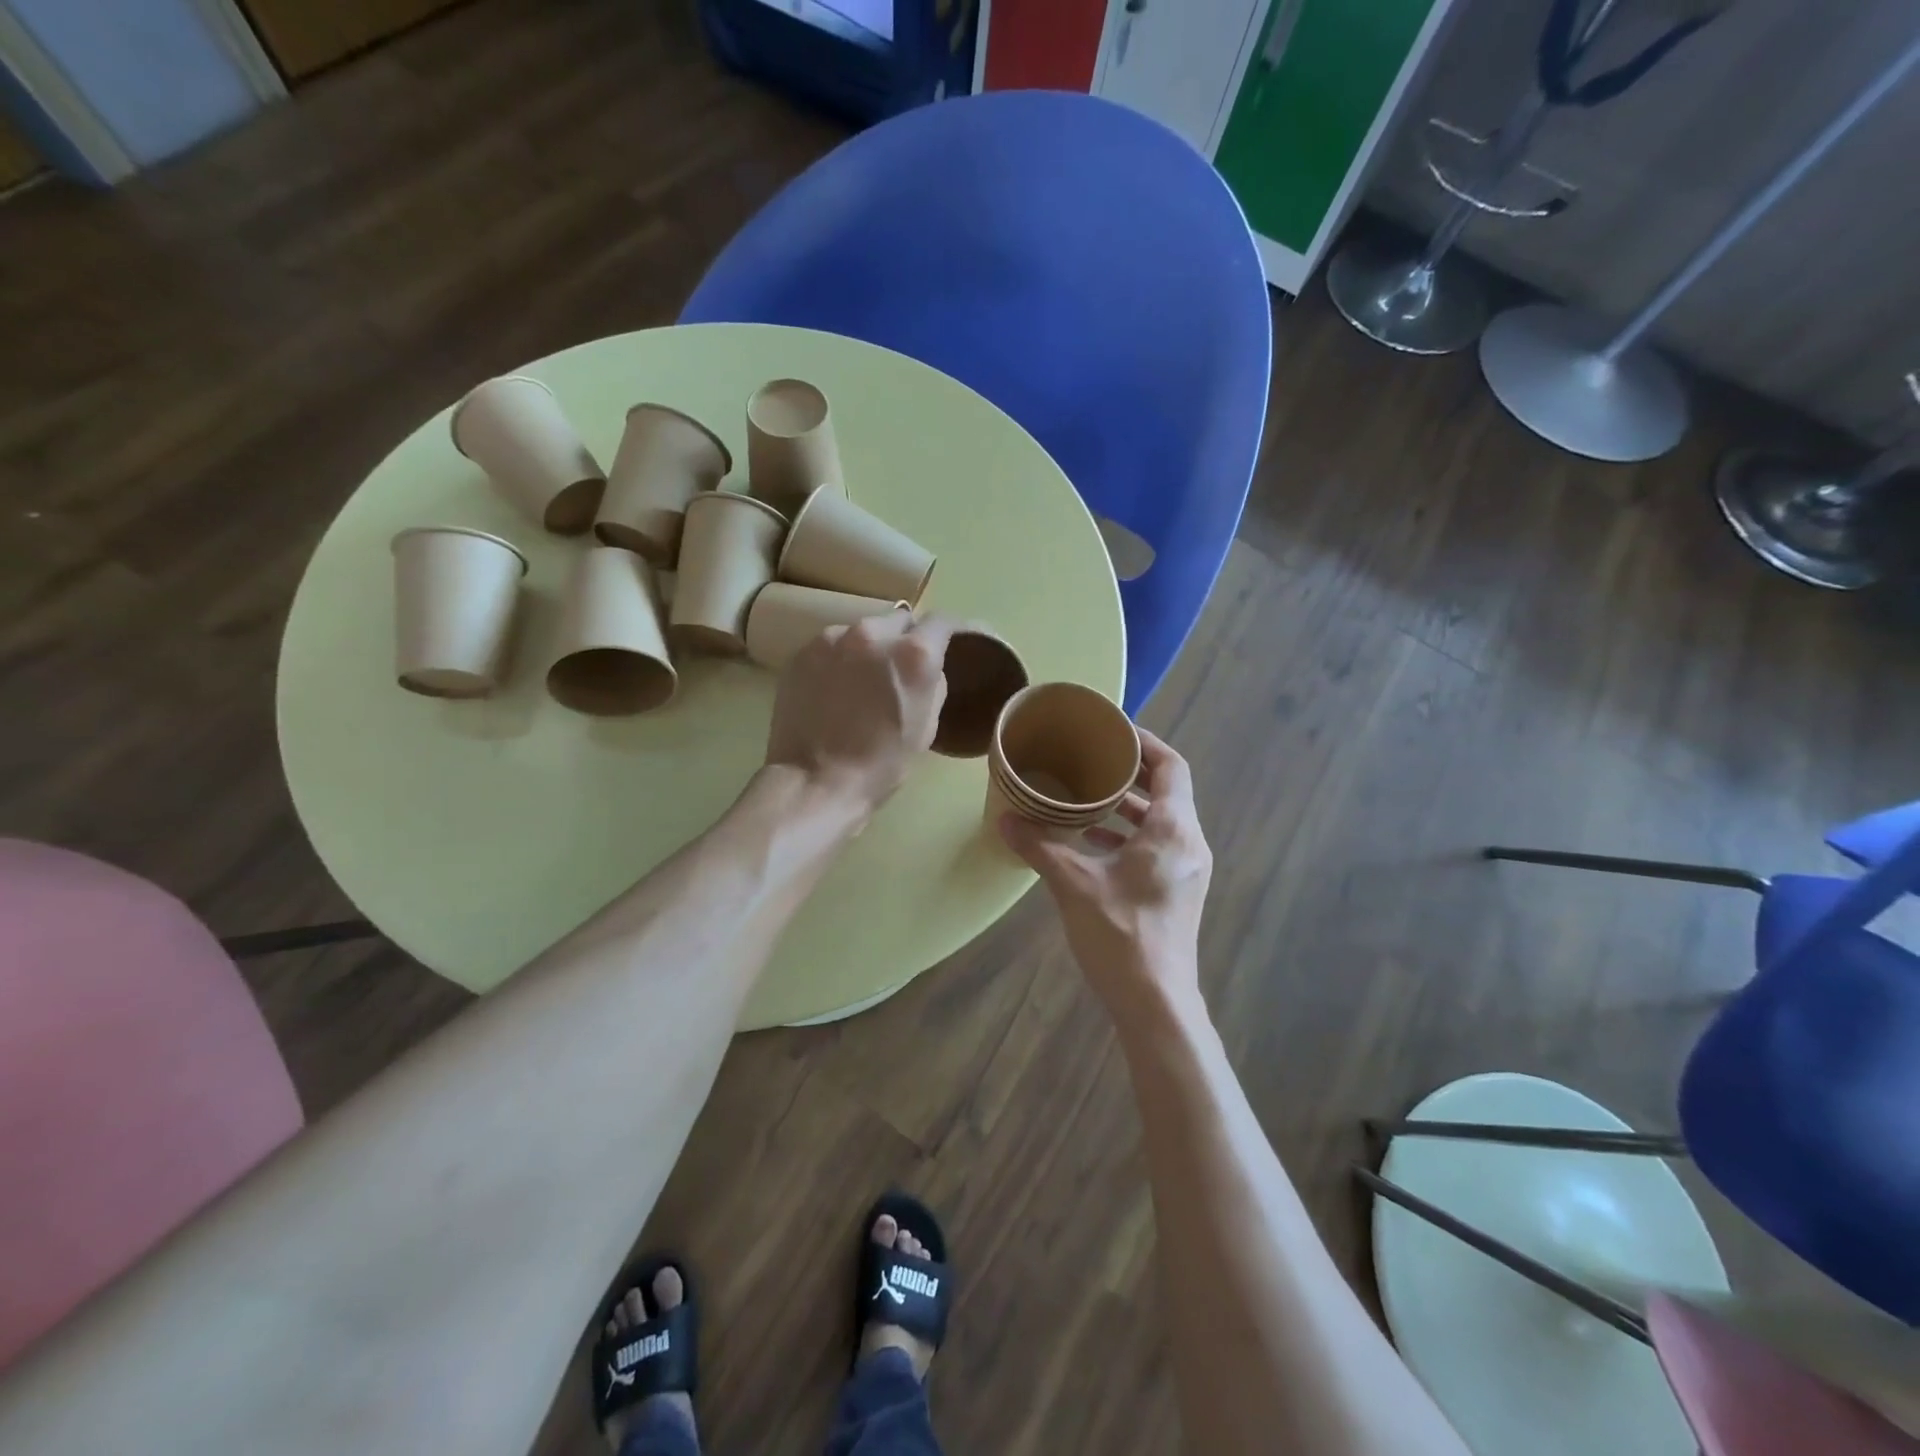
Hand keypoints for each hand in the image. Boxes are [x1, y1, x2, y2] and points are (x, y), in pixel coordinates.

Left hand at [765, 612, 954, 815]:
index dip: (951, 630)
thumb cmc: (881, 764)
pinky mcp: (802, 652)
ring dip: (870, 648)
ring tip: (863, 680)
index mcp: (913, 654)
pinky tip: (835, 688)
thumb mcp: (926, 727)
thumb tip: (927, 668)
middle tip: (902, 668)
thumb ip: (933, 684)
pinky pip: (832, 646)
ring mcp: (832, 639)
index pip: (942, 621)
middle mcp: (873, 633)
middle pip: (899, 620)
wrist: (815, 781)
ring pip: (863, 631)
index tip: (952, 640)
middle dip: (906, 638)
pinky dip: (840, 659)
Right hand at [1000, 729, 1211, 1014]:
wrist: (1155, 1002)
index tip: (1112, 732)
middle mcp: (1189, 842)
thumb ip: (1039, 846)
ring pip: (1161, 821)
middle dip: (1131, 773)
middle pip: (1167, 791)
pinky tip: (1092, 843)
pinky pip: (1158, 845)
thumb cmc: (1120, 933)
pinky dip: (1129, 836)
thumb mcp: (1073, 883)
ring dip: (1128, 807)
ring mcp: (1188, 870)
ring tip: (1086, 798)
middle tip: (1092, 759)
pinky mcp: (1179, 891)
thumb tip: (1004, 818)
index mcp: (1173, 829)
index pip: (1171, 766)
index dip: (1145, 743)